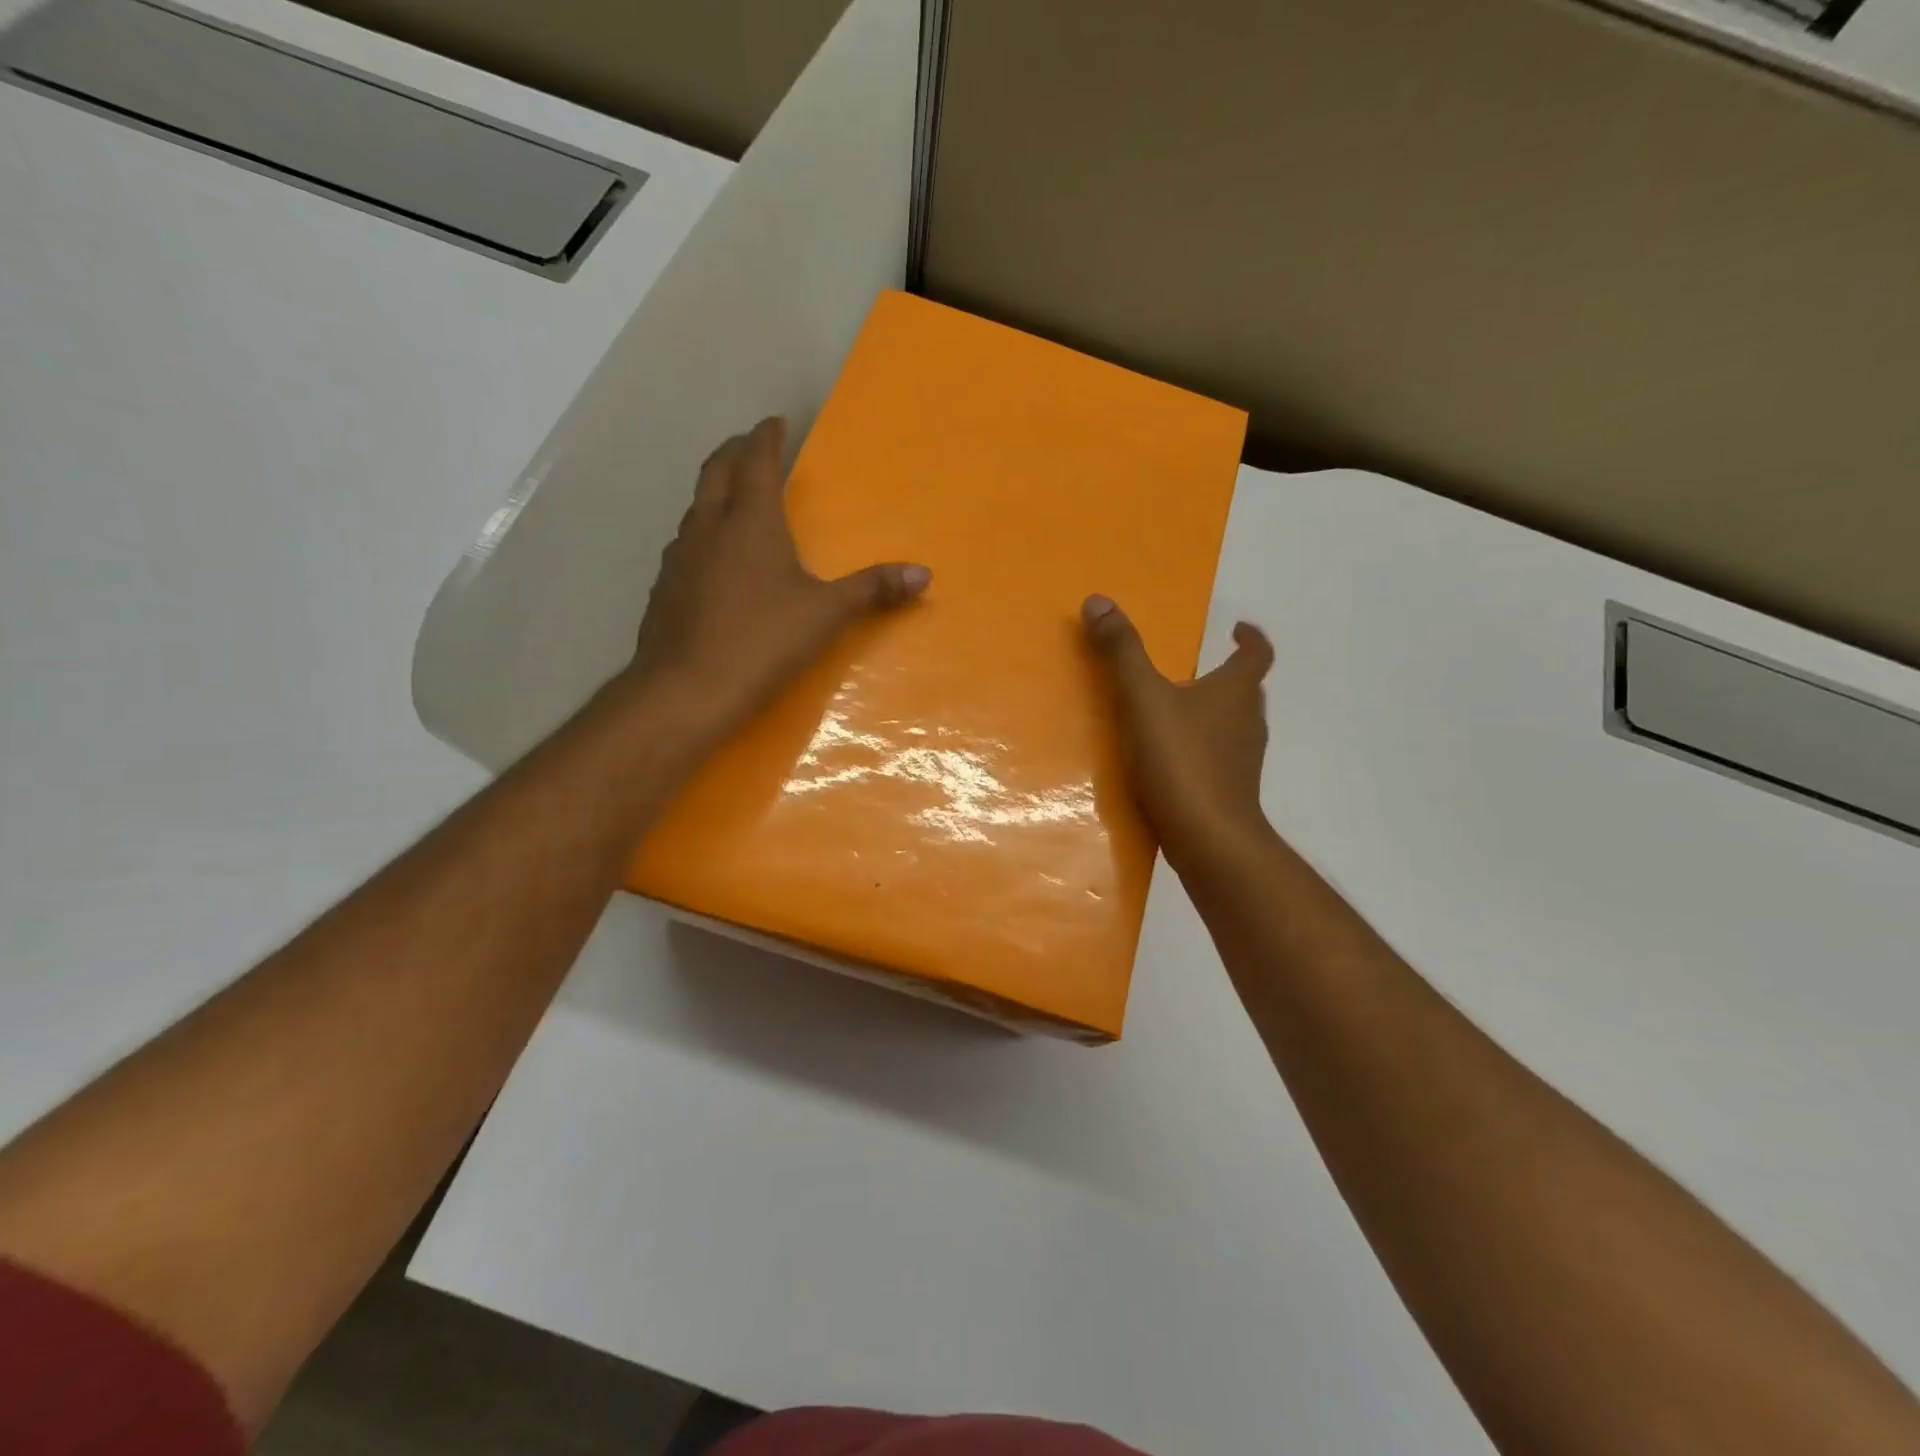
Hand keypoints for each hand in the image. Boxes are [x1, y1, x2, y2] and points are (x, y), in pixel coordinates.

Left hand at [626, 417, 929, 746]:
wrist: (686, 690)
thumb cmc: (762, 641)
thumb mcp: (826, 615)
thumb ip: (873, 590)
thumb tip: (924, 574)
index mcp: (749, 521)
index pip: (755, 460)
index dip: (766, 437)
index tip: (775, 422)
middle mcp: (708, 527)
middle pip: (716, 471)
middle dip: (735, 451)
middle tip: (752, 444)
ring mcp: (679, 557)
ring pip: (696, 506)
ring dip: (716, 492)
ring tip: (735, 498)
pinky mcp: (664, 588)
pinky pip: (686, 544)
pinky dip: (703, 533)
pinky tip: (714, 559)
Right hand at [1082, 594, 1274, 865]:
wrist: (1210, 840)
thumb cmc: (1182, 761)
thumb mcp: (1143, 699)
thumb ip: (1121, 652)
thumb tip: (1098, 600)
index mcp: (1235, 692)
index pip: (1257, 654)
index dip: (1250, 638)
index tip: (1237, 628)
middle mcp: (1247, 723)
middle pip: (1246, 690)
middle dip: (1227, 676)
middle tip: (1197, 670)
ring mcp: (1242, 761)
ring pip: (1233, 726)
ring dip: (1213, 714)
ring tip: (1177, 712)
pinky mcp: (1229, 792)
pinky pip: (1218, 758)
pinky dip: (1201, 749)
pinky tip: (1170, 760)